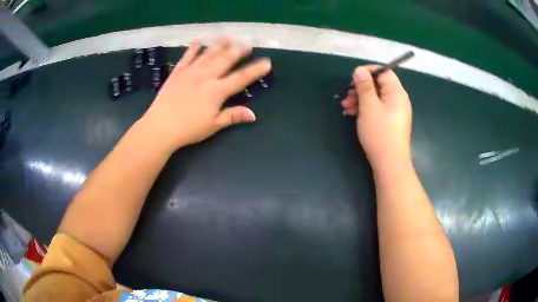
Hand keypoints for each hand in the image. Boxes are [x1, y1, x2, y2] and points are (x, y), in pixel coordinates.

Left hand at [140, 37, 271, 152]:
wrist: (160, 127)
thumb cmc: (188, 129)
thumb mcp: (213, 125)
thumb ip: (232, 116)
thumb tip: (253, 114)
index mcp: (217, 91)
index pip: (240, 78)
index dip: (254, 70)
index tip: (266, 62)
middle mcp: (206, 77)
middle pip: (225, 60)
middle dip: (237, 51)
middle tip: (246, 43)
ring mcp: (190, 72)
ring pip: (208, 55)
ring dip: (219, 45)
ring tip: (227, 37)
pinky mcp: (177, 73)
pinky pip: (186, 57)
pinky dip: (193, 48)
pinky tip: (198, 41)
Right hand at [341, 65, 411, 168]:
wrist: (390, 163)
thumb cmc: (380, 133)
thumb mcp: (368, 106)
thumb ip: (364, 86)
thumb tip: (360, 70)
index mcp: (396, 92)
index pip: (384, 72)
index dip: (368, 71)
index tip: (353, 78)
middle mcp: (398, 99)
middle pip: (379, 85)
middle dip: (360, 88)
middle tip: (346, 96)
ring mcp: (395, 112)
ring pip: (376, 97)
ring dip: (360, 99)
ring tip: (345, 108)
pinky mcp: (391, 122)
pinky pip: (378, 108)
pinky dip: (365, 109)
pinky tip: (352, 115)